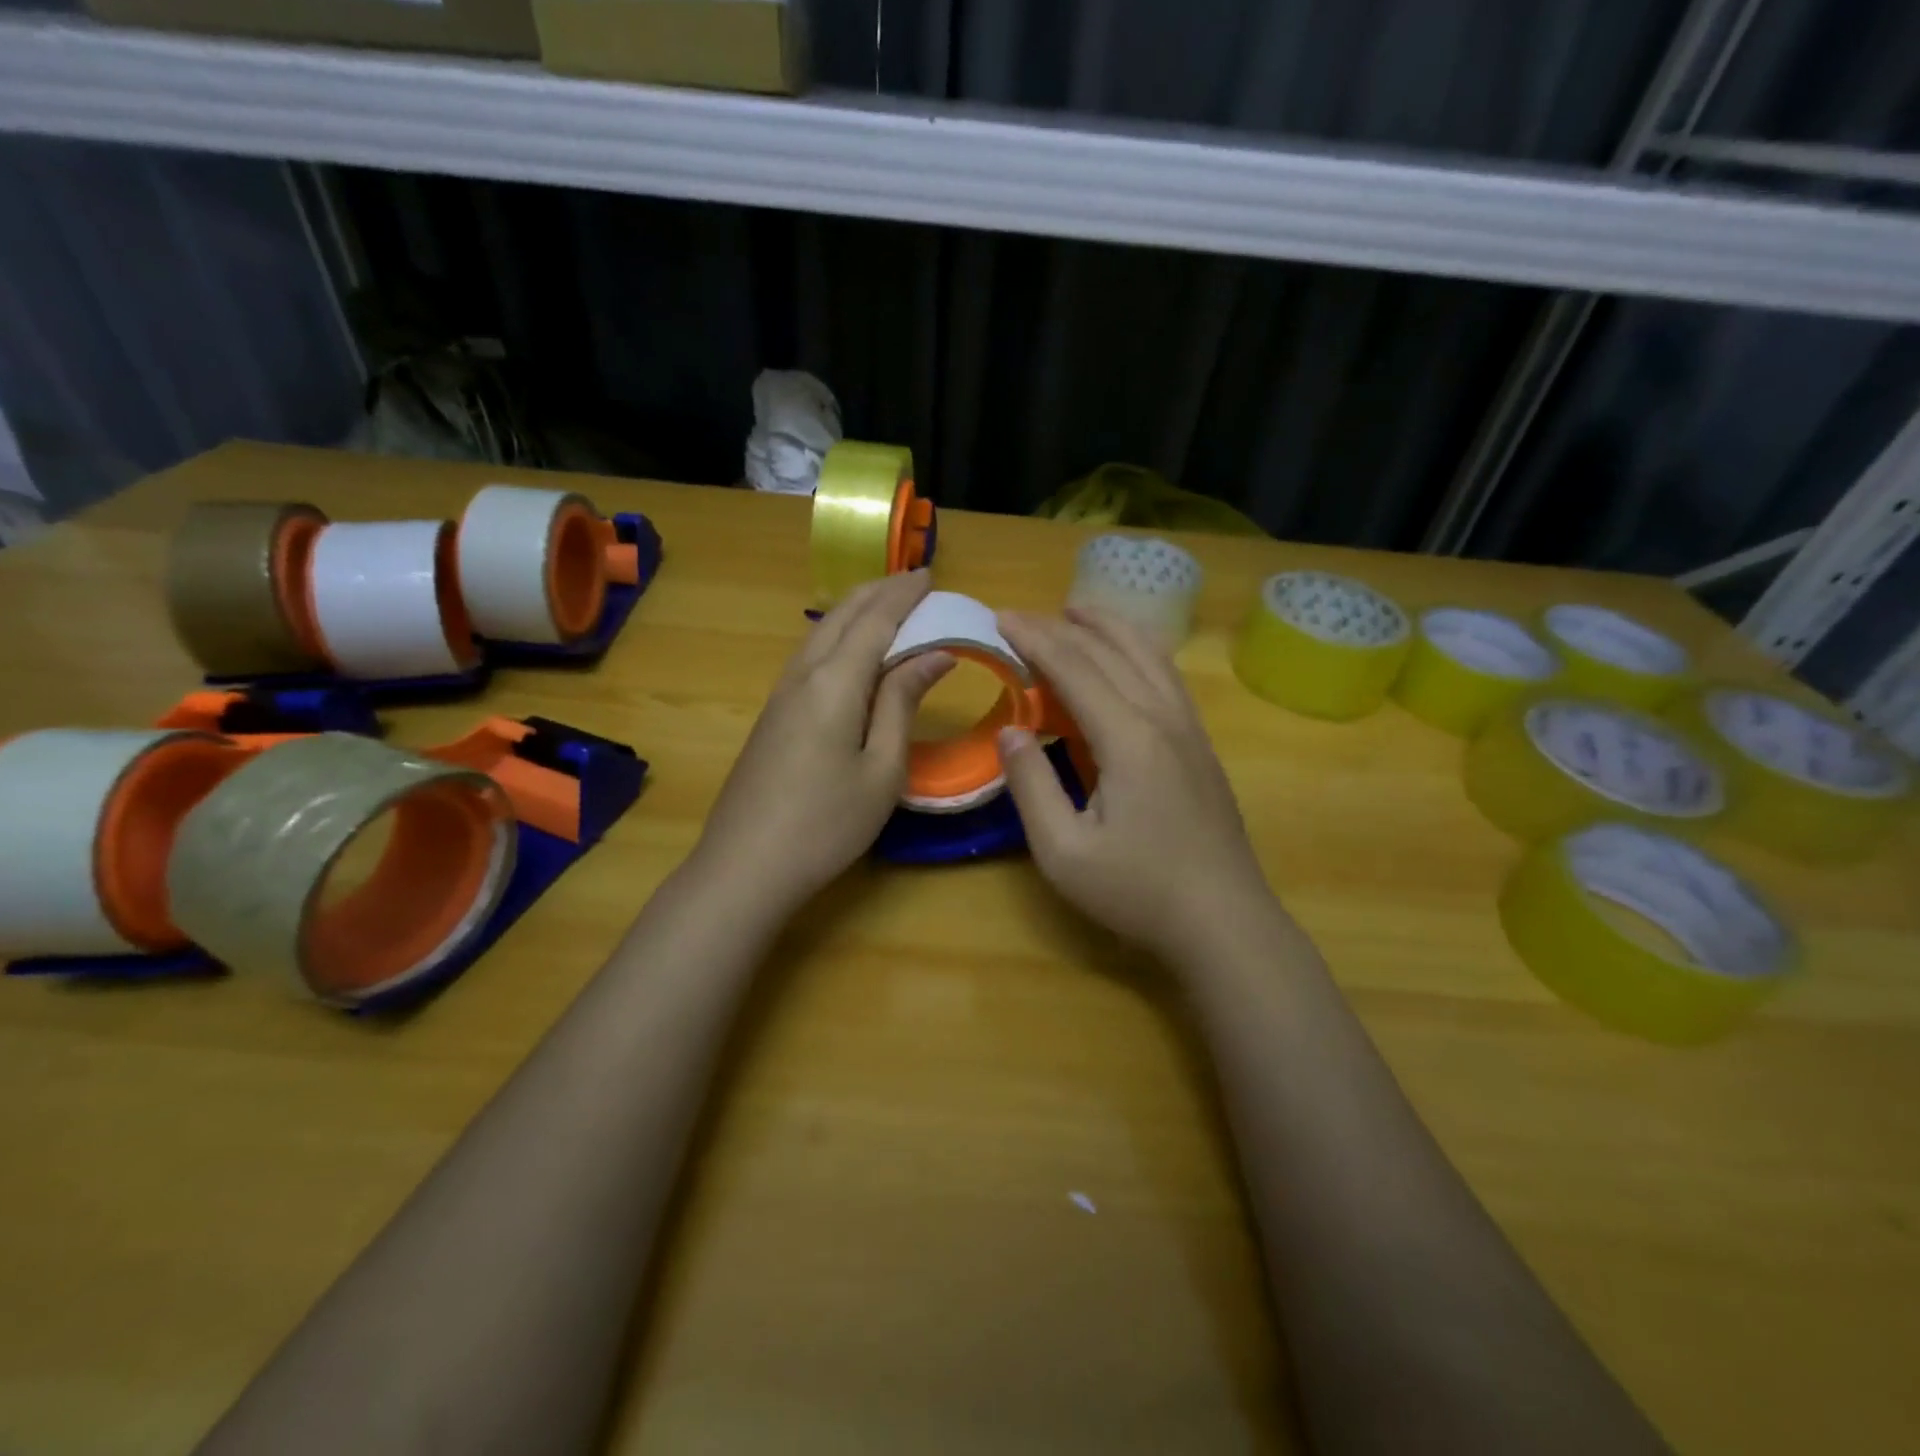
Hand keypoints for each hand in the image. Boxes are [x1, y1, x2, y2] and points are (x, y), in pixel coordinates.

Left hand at [690, 570, 952, 918]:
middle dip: (879, 592)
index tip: (932, 575)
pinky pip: (810, 655)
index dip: (905, 594)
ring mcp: (781, 693)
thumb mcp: (882, 769)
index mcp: (835, 682)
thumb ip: (903, 703)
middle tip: (914, 582)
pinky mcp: (772, 714)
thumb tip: (933, 654)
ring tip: (887, 605)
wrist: (746, 866)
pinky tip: (849, 649)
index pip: (876, 620)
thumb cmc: (827, 823)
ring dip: (856, 611)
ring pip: (821, 633)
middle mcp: (803, 674)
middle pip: (843, 616)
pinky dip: (838, 636)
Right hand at [995, 607, 1276, 961]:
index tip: (999, 618)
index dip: (1034, 639)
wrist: (1224, 922)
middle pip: (1111, 651)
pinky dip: (1137, 651)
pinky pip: (1167, 677)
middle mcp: (1163, 718)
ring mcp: (1190, 729)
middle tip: (1023, 616)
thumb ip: (1031, 785)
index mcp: (1128, 738)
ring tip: (1076, 612)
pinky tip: (1126, 658)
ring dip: (1109, 627)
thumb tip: (1009, 731)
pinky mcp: (1202, 746)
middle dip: (1062, 626)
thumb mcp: (1064, 852)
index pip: (1074, 668)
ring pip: (1149, 655)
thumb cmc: (1138, 891)